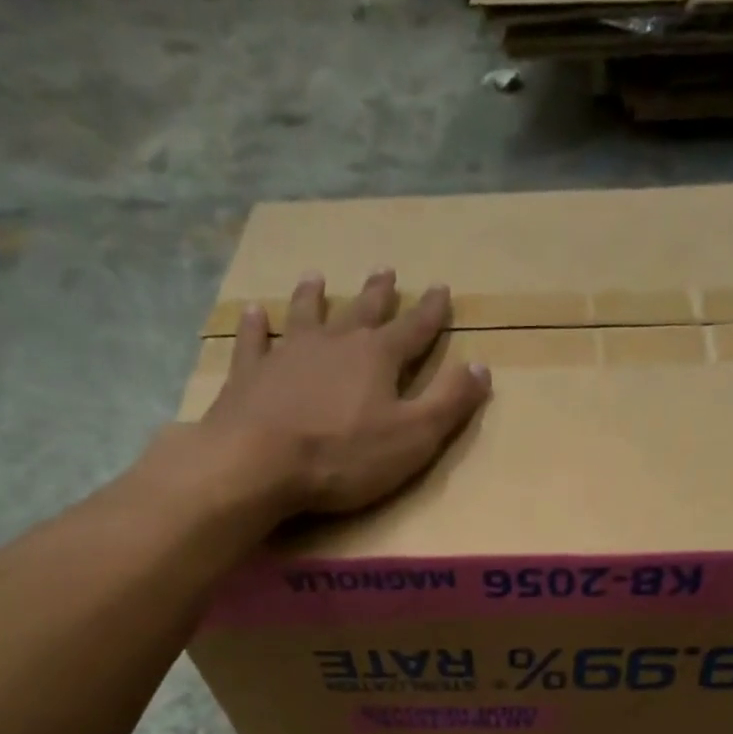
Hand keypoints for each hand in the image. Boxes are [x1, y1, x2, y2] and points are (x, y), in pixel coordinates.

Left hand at [200, 269, 491, 516]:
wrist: (259, 462)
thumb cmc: (344, 455)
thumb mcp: (413, 437)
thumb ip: (448, 403)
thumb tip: (482, 368)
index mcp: (378, 358)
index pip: (413, 329)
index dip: (431, 313)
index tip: (442, 290)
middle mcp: (334, 343)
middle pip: (362, 312)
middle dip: (378, 295)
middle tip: (386, 271)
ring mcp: (288, 354)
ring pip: (306, 315)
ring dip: (315, 297)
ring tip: (318, 277)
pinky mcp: (250, 374)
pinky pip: (254, 341)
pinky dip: (255, 326)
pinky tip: (254, 312)